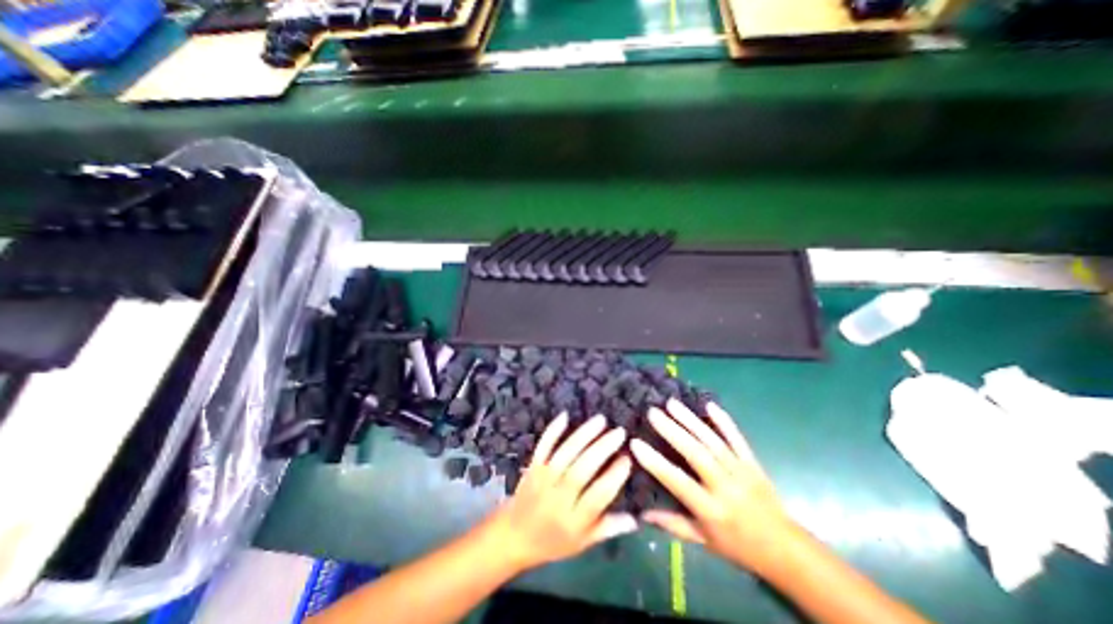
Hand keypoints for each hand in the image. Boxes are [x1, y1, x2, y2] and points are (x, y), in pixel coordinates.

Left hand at [487, 412, 634, 572]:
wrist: (513, 536)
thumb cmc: (553, 541)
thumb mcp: (582, 542)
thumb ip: (608, 528)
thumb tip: (636, 519)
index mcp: (574, 520)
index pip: (598, 496)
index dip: (614, 477)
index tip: (627, 459)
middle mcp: (559, 497)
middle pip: (582, 469)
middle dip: (602, 449)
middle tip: (619, 432)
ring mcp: (544, 479)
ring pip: (565, 453)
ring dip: (583, 435)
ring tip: (601, 420)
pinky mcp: (533, 466)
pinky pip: (544, 446)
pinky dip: (553, 430)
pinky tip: (566, 415)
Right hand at [631, 399, 796, 574]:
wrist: (786, 549)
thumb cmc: (738, 545)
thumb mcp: (703, 541)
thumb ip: (672, 524)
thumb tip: (641, 511)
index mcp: (711, 509)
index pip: (679, 482)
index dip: (656, 463)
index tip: (636, 443)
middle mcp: (725, 487)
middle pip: (697, 454)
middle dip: (673, 431)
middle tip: (653, 412)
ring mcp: (741, 471)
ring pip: (713, 441)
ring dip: (691, 421)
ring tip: (672, 404)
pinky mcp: (753, 462)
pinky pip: (737, 438)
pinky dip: (723, 421)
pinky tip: (709, 405)